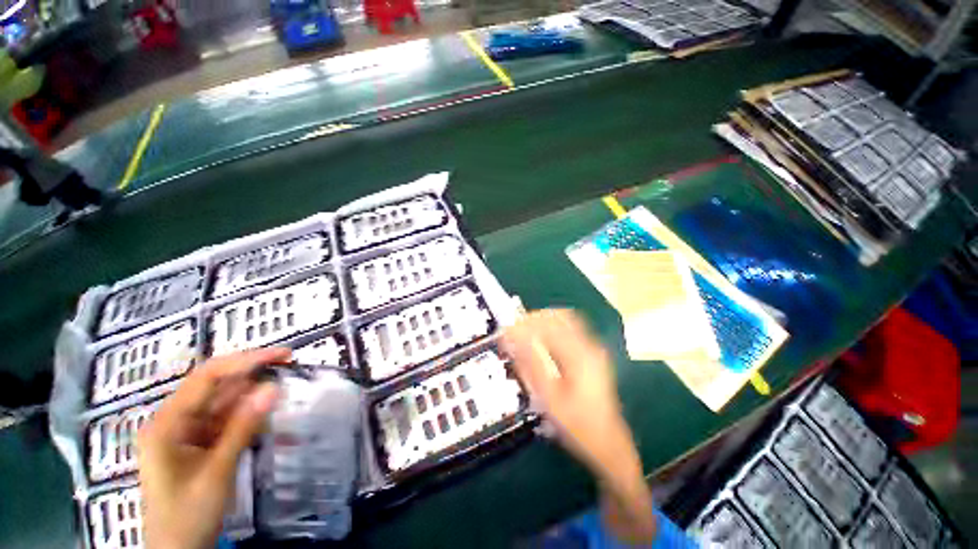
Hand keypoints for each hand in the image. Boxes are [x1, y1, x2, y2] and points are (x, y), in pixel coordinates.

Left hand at [138, 348, 290, 548]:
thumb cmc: (190, 515)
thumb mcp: (217, 476)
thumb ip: (241, 432)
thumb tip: (270, 392)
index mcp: (166, 420)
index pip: (205, 379)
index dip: (242, 363)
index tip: (276, 356)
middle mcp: (170, 420)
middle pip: (208, 392)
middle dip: (244, 380)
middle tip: (282, 370)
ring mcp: (179, 437)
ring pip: (212, 412)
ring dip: (242, 404)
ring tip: (275, 393)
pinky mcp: (189, 451)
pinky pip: (213, 432)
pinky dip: (235, 427)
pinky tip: (255, 420)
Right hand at [503, 309, 625, 471]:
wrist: (605, 443)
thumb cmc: (576, 424)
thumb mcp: (549, 397)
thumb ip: (530, 363)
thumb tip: (510, 336)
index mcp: (580, 353)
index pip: (550, 322)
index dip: (525, 322)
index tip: (504, 330)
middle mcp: (591, 347)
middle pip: (562, 318)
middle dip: (535, 321)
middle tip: (512, 333)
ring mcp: (595, 354)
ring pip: (567, 326)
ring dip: (544, 328)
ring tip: (522, 342)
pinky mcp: (595, 363)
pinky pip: (571, 338)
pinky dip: (553, 338)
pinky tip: (540, 355)